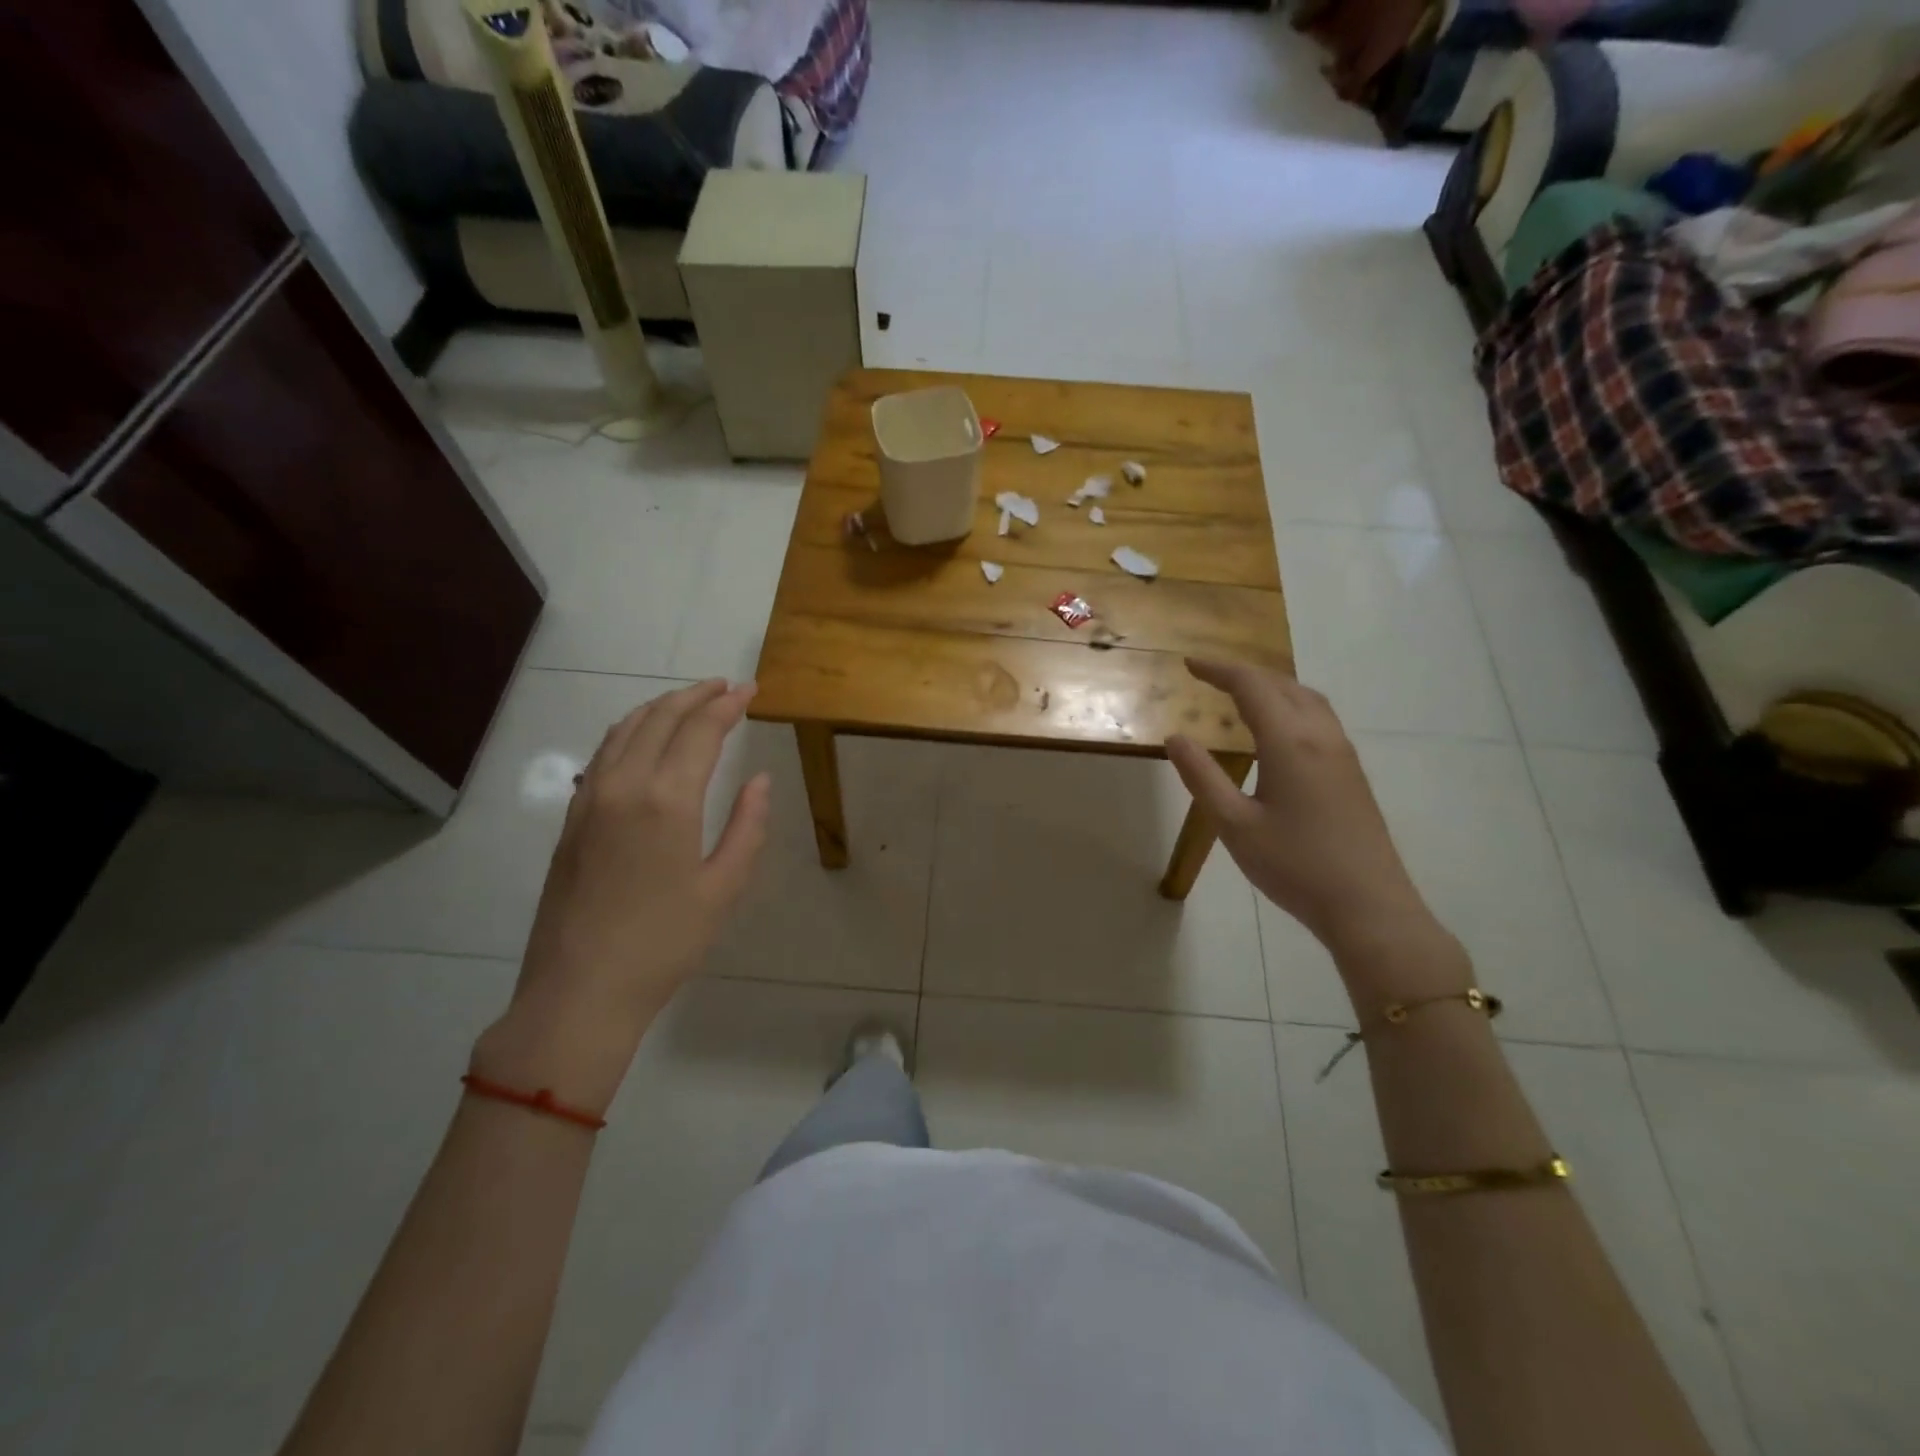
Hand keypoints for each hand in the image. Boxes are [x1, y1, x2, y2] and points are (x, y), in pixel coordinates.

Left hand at [475, 680, 770, 1111]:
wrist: (579, 991)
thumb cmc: (664, 944)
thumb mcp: (724, 888)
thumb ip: (747, 826)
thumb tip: (759, 780)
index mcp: (667, 800)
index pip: (700, 731)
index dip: (727, 705)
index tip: (749, 690)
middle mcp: (623, 785)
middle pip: (659, 718)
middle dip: (695, 696)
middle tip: (725, 687)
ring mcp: (589, 800)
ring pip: (624, 730)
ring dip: (659, 708)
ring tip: (688, 702)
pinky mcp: (571, 820)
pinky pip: (602, 754)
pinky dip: (629, 732)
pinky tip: (642, 740)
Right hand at [1165, 660, 1436, 962]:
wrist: (1368, 905)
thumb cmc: (1294, 865)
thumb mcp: (1234, 824)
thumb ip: (1202, 777)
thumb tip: (1176, 737)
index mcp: (1289, 742)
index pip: (1251, 687)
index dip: (1219, 670)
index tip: (1189, 663)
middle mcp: (1320, 736)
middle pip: (1282, 684)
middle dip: (1243, 673)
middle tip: (1209, 675)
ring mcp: (1342, 753)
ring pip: (1307, 698)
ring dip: (1272, 685)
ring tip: (1242, 692)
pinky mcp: (1352, 772)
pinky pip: (1319, 717)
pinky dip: (1291, 704)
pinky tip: (1278, 728)